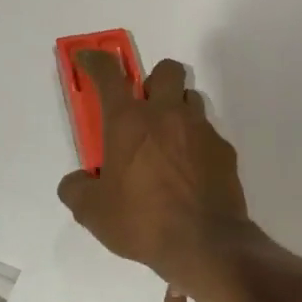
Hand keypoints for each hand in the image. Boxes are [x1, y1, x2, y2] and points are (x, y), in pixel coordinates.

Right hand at [57, 53, 256, 299]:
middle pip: (166, 69)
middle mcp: (166, 115)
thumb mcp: (93, 213)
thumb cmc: (142, 222)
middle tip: (144, 106)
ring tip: (168, 140)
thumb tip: (78, 181)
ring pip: (191, 98)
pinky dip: (196, 142)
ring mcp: (200, 129)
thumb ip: (77, 189)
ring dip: (177, 108)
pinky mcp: (223, 150)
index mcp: (128, 122)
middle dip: (154, 79)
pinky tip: (190, 170)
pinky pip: (208, 133)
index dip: (96, 60)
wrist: (204, 243)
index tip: (89, 58)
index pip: (109, 75)